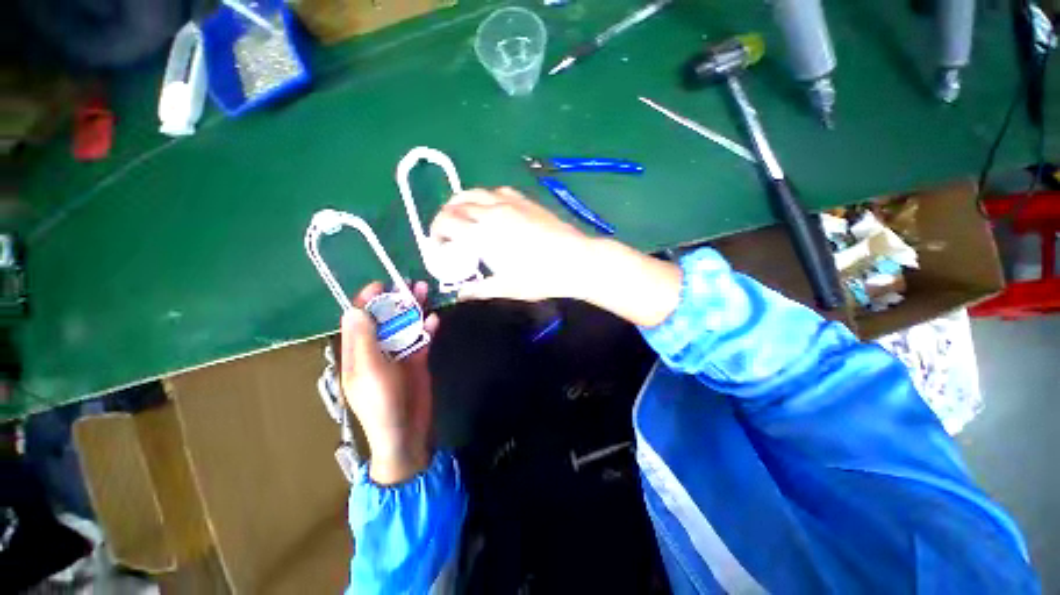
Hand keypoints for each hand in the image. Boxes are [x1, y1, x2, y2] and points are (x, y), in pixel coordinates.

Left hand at [338, 281, 438, 484]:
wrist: (407, 432)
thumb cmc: (382, 404)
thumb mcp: (369, 371)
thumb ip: (364, 341)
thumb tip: (355, 309)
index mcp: (358, 352)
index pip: (358, 319)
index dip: (367, 301)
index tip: (382, 285)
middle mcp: (377, 349)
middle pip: (385, 319)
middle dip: (396, 301)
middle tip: (411, 284)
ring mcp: (399, 354)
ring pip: (405, 325)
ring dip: (415, 309)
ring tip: (425, 291)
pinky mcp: (417, 360)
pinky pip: (422, 338)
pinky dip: (428, 328)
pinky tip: (435, 321)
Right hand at [430, 187, 682, 326]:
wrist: (575, 260)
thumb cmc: (540, 276)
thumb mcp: (507, 287)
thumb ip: (480, 290)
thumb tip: (461, 294)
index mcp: (482, 233)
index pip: (446, 222)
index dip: (436, 231)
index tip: (439, 245)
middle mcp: (491, 211)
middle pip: (456, 203)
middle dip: (445, 216)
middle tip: (448, 232)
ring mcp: (510, 202)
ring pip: (475, 192)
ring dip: (463, 203)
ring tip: (465, 218)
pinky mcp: (525, 200)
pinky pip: (497, 191)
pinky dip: (486, 198)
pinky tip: (492, 210)